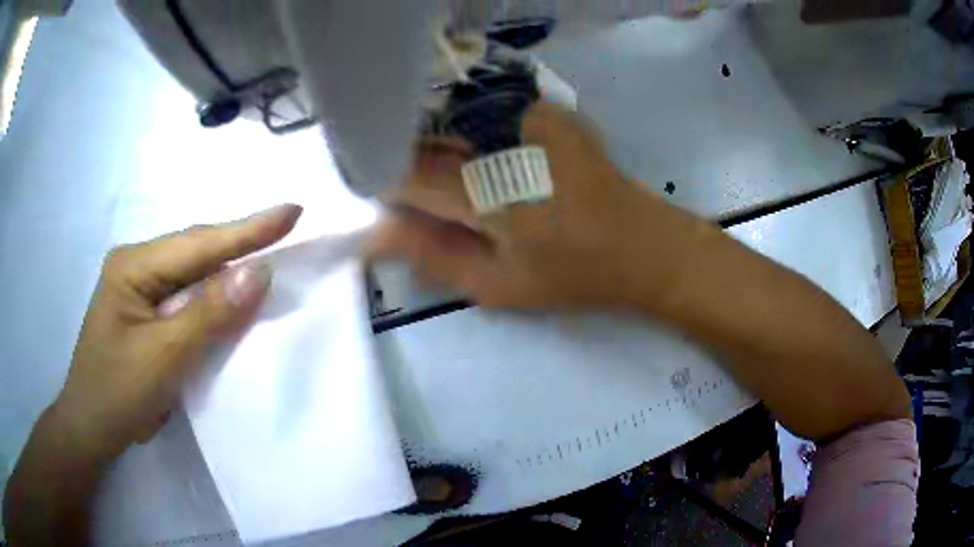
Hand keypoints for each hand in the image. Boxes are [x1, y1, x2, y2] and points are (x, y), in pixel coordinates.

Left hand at [50, 204, 301, 461]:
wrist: (91, 427)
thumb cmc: (118, 393)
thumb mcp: (163, 358)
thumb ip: (208, 314)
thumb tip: (258, 272)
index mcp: (134, 265)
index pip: (198, 243)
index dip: (247, 229)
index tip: (292, 211)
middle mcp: (136, 265)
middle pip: (195, 248)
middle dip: (240, 240)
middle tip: (285, 226)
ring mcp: (139, 286)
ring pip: (192, 269)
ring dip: (228, 264)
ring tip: (267, 249)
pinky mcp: (145, 309)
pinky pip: (186, 293)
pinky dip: (213, 292)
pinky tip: (230, 290)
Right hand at [374, 102, 680, 310]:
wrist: (644, 245)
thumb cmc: (575, 275)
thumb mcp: (499, 287)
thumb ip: (435, 257)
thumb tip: (379, 232)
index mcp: (493, 193)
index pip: (411, 173)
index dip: (387, 183)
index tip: (387, 203)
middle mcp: (506, 141)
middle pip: (432, 143)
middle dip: (420, 170)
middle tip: (441, 204)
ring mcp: (530, 118)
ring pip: (459, 129)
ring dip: (452, 155)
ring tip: (481, 191)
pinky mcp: (549, 112)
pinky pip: (492, 120)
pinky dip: (485, 141)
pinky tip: (509, 168)